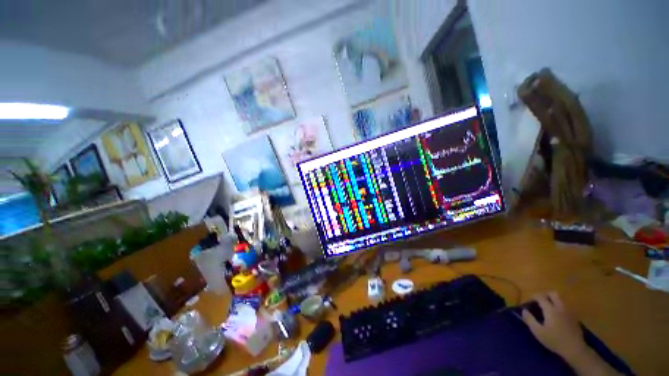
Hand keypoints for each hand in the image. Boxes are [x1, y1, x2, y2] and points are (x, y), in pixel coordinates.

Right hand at [522, 292, 586, 360]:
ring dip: (553, 301)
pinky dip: (559, 307)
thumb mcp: (538, 332)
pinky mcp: (574, 317)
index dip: (534, 296)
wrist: (574, 349)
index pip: (541, 297)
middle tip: (540, 301)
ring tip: (548, 309)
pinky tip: (557, 317)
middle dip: (546, 295)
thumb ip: (530, 320)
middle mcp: (560, 307)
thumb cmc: (554, 340)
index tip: (529, 301)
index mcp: (551, 310)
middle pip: (553, 294)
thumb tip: (523, 310)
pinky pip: (565, 307)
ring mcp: (569, 312)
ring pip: (561, 300)